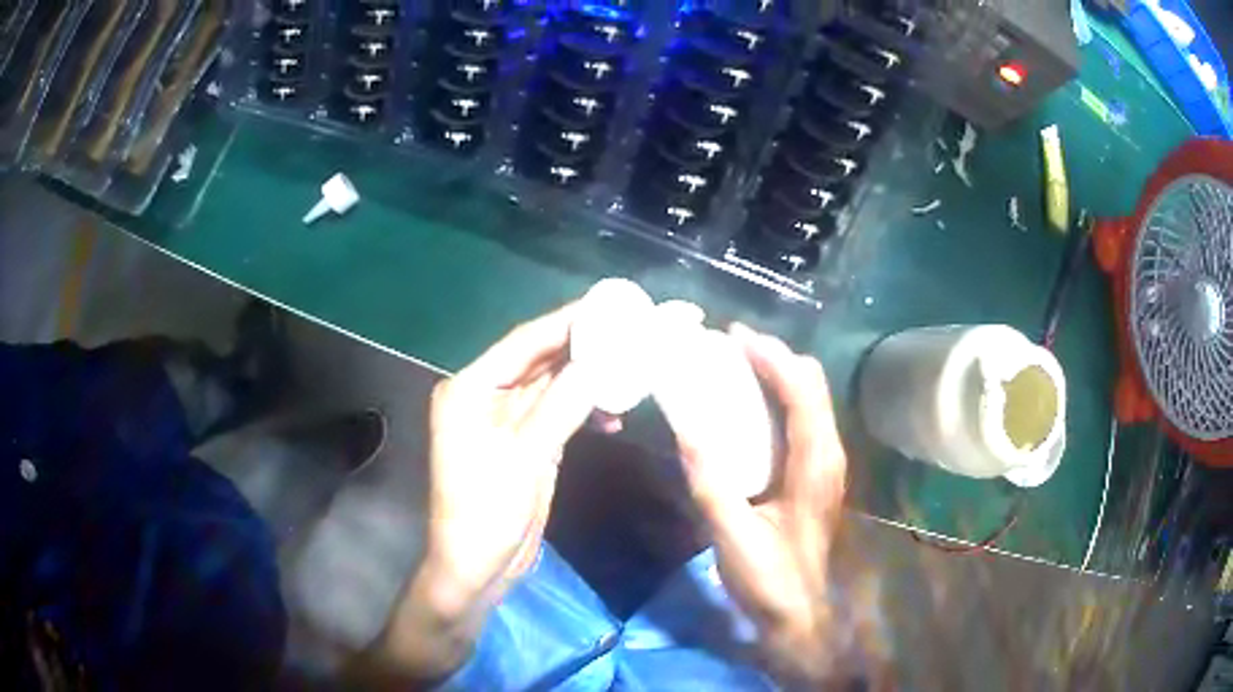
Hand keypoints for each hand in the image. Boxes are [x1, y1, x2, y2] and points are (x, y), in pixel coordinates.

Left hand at [379, 303, 595, 679]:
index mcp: (470, 388)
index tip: (610, 305)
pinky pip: (557, 412)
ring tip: (631, 368)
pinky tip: (614, 414)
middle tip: (630, 330)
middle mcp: (485, 395)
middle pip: (540, 359)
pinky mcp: (524, 441)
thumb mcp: (524, 458)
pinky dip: (584, 410)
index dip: (567, 321)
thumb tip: (601, 362)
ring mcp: (505, 419)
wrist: (475, 566)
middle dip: (584, 346)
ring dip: (589, 378)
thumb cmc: (485, 513)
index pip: (524, 342)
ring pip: (553, 385)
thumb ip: (561, 406)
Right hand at [674, 324, 846, 685]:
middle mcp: (828, 454)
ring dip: (777, 374)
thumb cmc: (769, 580)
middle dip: (775, 357)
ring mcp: (825, 463)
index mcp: (815, 465)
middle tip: (729, 348)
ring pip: (810, 398)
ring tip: (734, 365)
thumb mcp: (733, 537)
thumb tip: (685, 429)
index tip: (734, 338)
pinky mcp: (815, 473)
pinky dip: (777, 398)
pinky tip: (746, 406)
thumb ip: (711, 484)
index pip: (802, 392)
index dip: (772, 358)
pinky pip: (801, 417)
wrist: (798, 612)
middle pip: (812, 384)